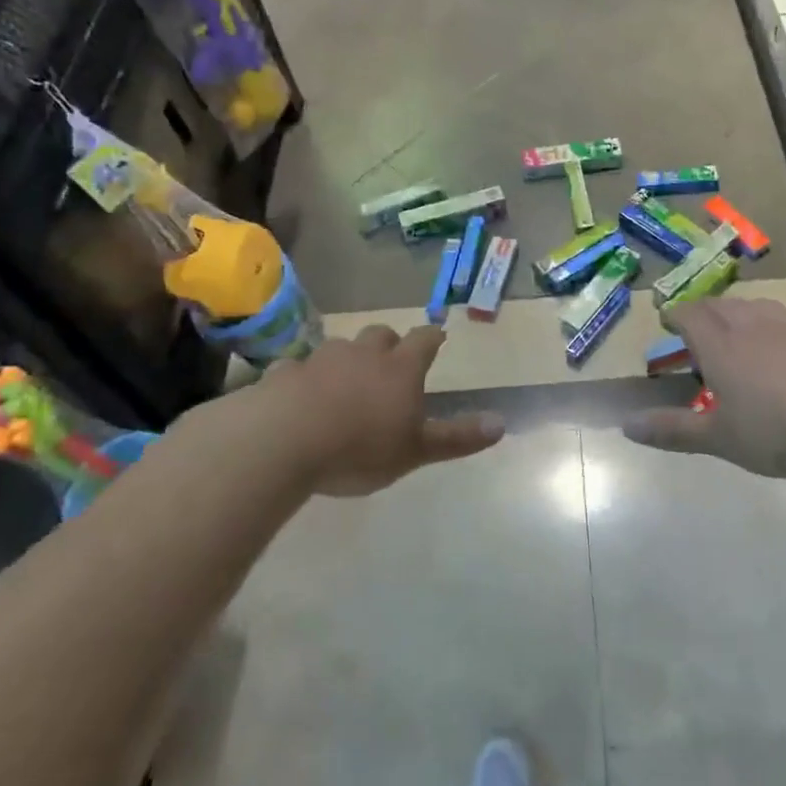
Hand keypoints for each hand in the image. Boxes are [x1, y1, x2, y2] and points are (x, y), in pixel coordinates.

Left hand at [171, 325, 504, 495]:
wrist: (283, 442)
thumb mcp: (416, 451)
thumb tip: (502, 423)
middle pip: (380, 335)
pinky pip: (297, 369)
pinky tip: (298, 396)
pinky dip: (302, 379)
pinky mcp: (283, 374)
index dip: (432, 338)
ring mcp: (320, 360)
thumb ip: (457, 438)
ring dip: (346, 359)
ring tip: (344, 381)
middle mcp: (362, 355)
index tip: (437, 337)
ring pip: (339, 348)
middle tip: (390, 361)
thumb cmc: (360, 447)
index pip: (424, 341)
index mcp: (400, 369)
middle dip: (388, 343)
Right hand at [624, 297, 785, 479]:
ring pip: (757, 306)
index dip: (675, 315)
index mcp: (720, 346)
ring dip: (741, 312)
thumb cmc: (779, 429)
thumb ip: (673, 430)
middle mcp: (752, 326)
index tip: (666, 322)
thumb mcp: (720, 439)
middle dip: (704, 312)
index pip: (690, 315)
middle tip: (697, 328)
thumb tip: (626, 425)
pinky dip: (781, 325)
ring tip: (738, 328)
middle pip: (722, 305)